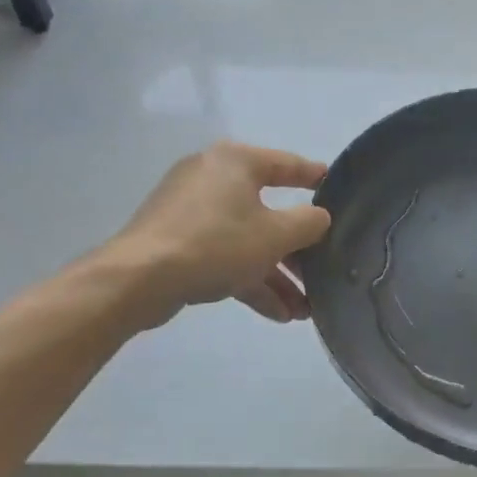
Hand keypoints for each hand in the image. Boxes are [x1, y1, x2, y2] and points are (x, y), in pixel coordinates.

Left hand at [109, 142, 331, 323]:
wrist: (140, 278)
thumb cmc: (217, 244)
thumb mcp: (276, 235)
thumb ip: (309, 223)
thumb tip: (319, 217)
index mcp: (236, 162)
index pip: (287, 164)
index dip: (315, 177)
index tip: (337, 189)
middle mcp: (213, 178)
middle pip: (268, 211)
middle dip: (296, 252)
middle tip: (320, 273)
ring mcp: (191, 212)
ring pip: (247, 240)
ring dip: (276, 276)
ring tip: (302, 311)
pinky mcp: (177, 242)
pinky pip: (224, 256)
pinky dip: (249, 280)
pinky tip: (276, 314)